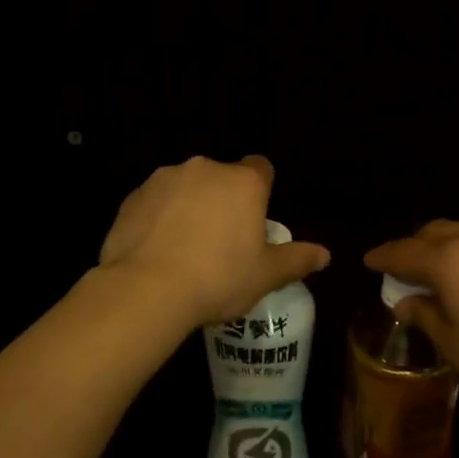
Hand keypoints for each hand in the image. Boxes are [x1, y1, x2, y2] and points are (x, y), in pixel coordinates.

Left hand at [99, 156, 330, 327]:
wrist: (147, 288)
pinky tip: (156, 250)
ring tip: (184, 249)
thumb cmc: (218, 278)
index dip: (260, 191)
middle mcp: (204, 169)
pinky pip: (155, 202)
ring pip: (185, 187)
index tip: (254, 219)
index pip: (261, 168)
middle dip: (223, 201)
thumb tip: (325, 255)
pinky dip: (158, 218)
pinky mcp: (133, 196)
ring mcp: (164, 179)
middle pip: (221, 178)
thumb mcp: (265, 275)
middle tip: (221, 242)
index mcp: (242, 182)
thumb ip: (296, 260)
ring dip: (189, 207)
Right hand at [364, 220, 458, 421]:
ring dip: (448, 248)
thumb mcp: (457, 348)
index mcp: (450, 262)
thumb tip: (407, 301)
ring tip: (447, 276)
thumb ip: (427, 317)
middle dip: (415, 246)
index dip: (383, 257)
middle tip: (407, 271)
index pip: (404, 252)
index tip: (369, 262)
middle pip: (435, 232)